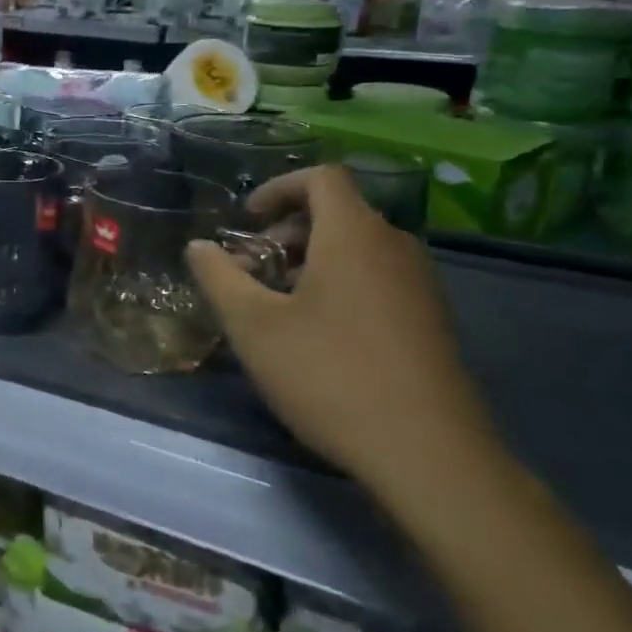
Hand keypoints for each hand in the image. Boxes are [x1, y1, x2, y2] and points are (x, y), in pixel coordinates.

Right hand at [185, 165, 493, 491]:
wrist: (428, 454)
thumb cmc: (329, 375)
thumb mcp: (253, 326)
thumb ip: (219, 277)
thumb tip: (199, 247)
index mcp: (353, 235)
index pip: (322, 177)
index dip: (278, 188)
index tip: (247, 221)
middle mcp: (394, 247)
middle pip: (338, 213)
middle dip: (286, 231)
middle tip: (253, 271)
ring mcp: (421, 285)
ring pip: (358, 248)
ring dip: (311, 261)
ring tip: (279, 306)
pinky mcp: (432, 321)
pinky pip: (378, 278)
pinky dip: (341, 284)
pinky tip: (319, 335)